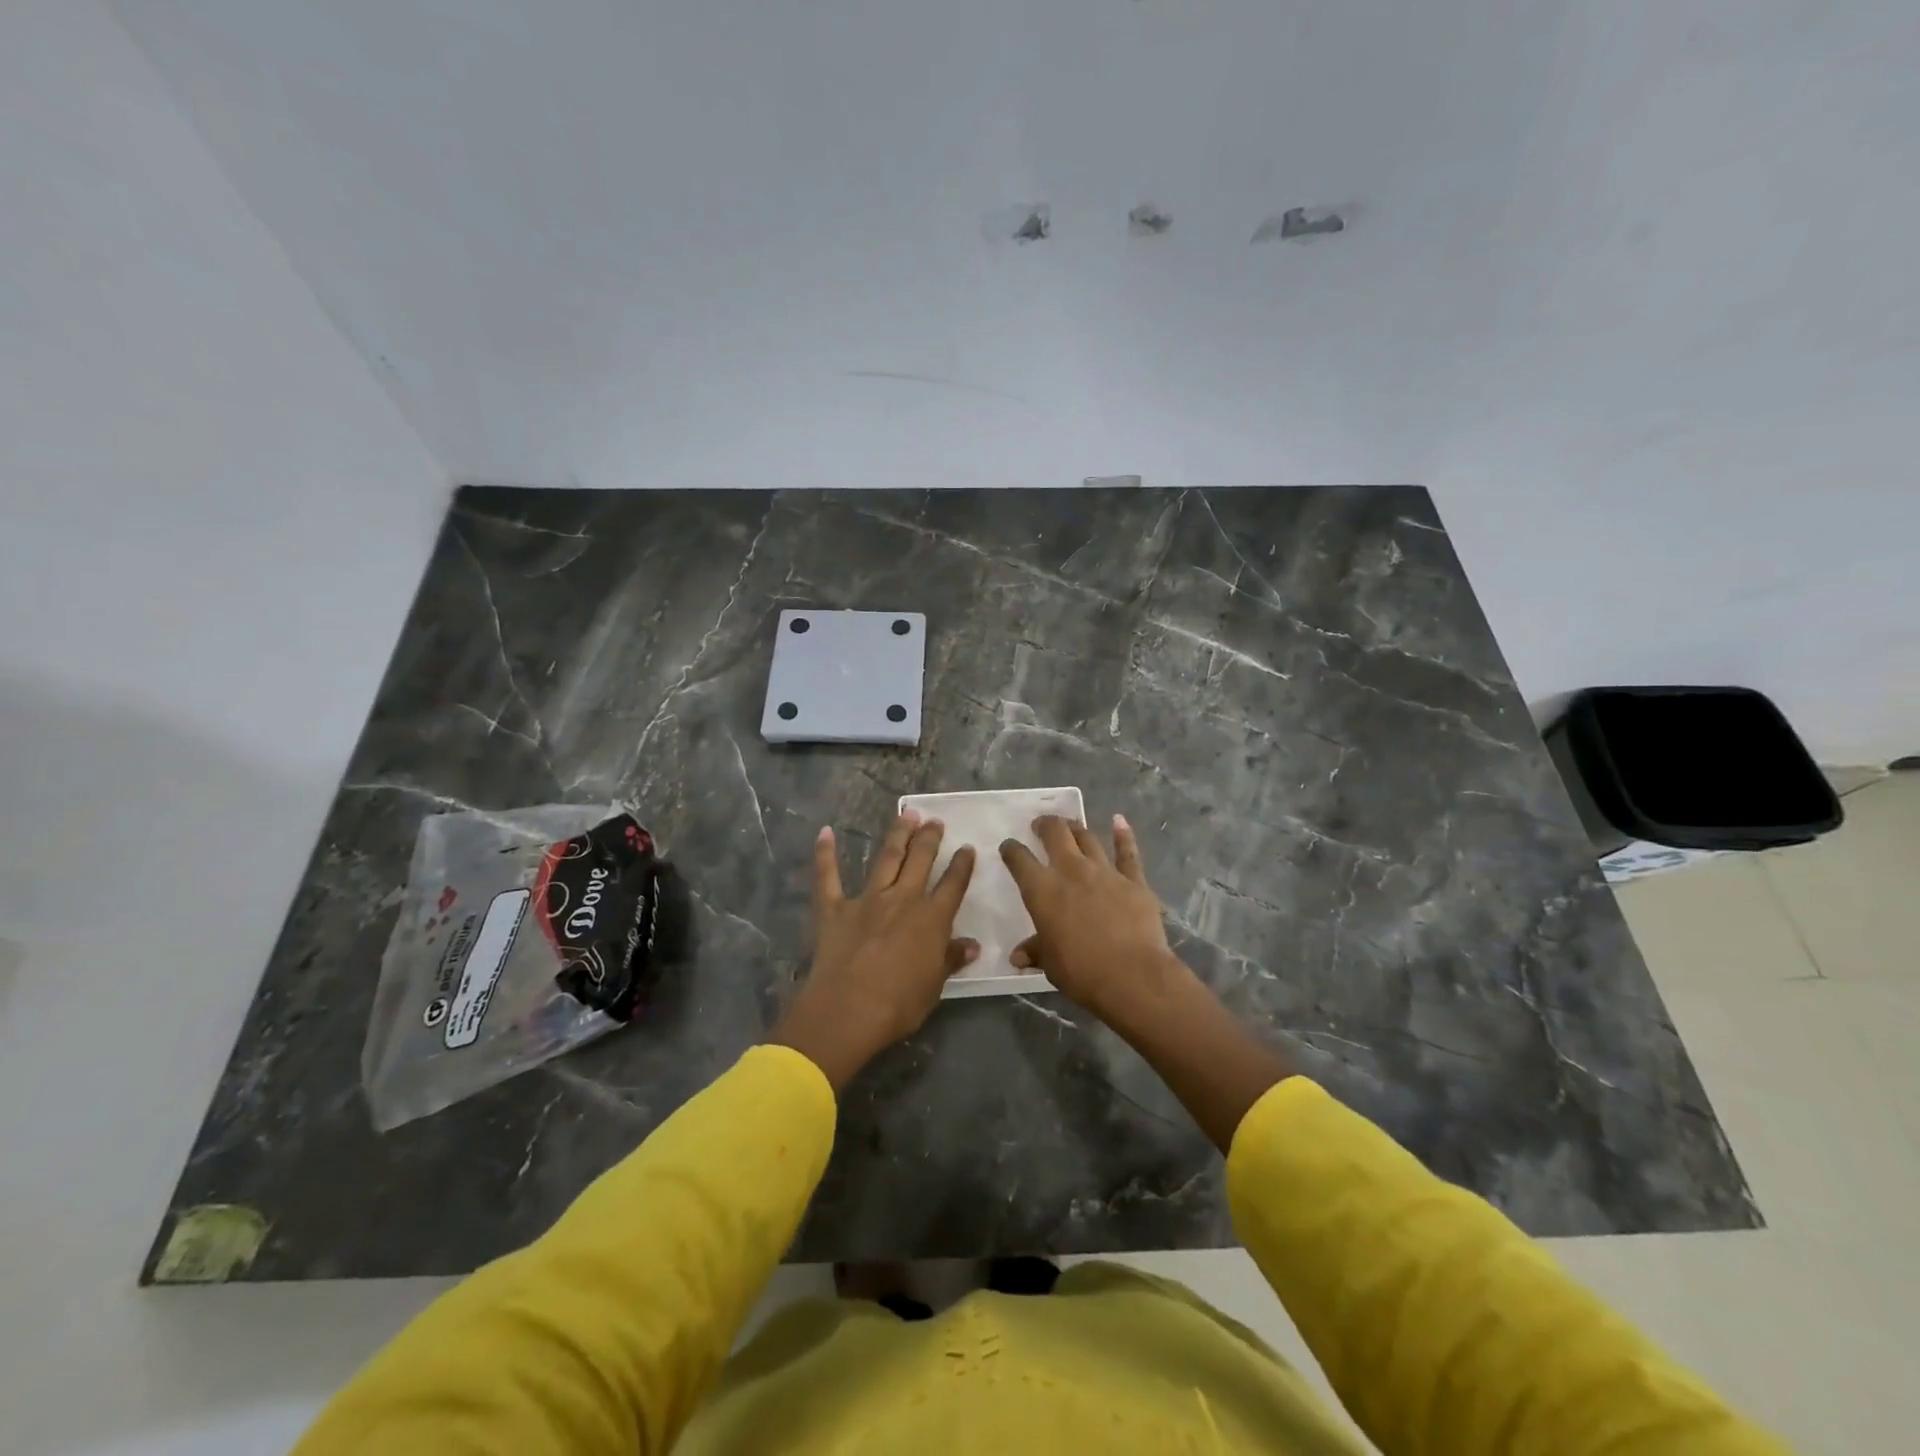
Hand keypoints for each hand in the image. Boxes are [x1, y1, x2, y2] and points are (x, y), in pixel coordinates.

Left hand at [768, 811, 977, 1089]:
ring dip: (897, 834)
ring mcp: (867, 900)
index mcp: (931, 919)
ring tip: (906, 814)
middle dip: (929, 838)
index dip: (962, 865)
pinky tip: (825, 832)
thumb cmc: (899, 1004)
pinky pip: (828, 877)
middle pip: (920, 861)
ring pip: (886, 858)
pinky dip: (825, 854)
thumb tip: (972, 945)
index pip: (952, 885)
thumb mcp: (934, 986)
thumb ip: (951, 959)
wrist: (848, 1010)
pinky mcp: (834, 909)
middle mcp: (902, 899)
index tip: (967, 848)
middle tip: (934, 820)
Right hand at [999, 813, 1190, 1027]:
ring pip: (1087, 838)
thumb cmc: (1082, 972)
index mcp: (1042, 890)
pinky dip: (1123, 834)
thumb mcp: (1050, 964)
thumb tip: (1018, 956)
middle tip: (1041, 825)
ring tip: (1070, 824)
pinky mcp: (1133, 880)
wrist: (1132, 975)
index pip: (1020, 860)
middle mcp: (1071, 871)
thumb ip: (1036, 951)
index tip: (1009, 847)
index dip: (1011, 850)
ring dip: (1076, 828)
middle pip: (1055, 834)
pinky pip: (1127, 852)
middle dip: (1045, 825)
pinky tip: (1119, 820)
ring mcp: (1104, 871)